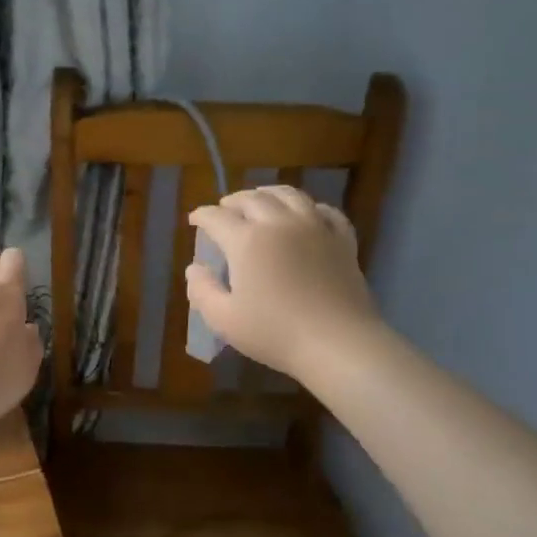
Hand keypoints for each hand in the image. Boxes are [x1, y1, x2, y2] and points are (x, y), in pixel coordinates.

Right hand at [185, 186, 381, 385]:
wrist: (338, 343)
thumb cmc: (274, 332)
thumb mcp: (223, 319)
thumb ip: (202, 290)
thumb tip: (194, 268)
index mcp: (246, 240)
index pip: (216, 217)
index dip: (201, 216)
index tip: (194, 219)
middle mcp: (279, 223)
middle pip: (252, 199)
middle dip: (233, 201)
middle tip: (224, 208)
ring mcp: (315, 228)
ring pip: (289, 195)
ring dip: (269, 193)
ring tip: (261, 198)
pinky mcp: (342, 240)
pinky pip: (326, 211)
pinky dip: (310, 207)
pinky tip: (307, 214)